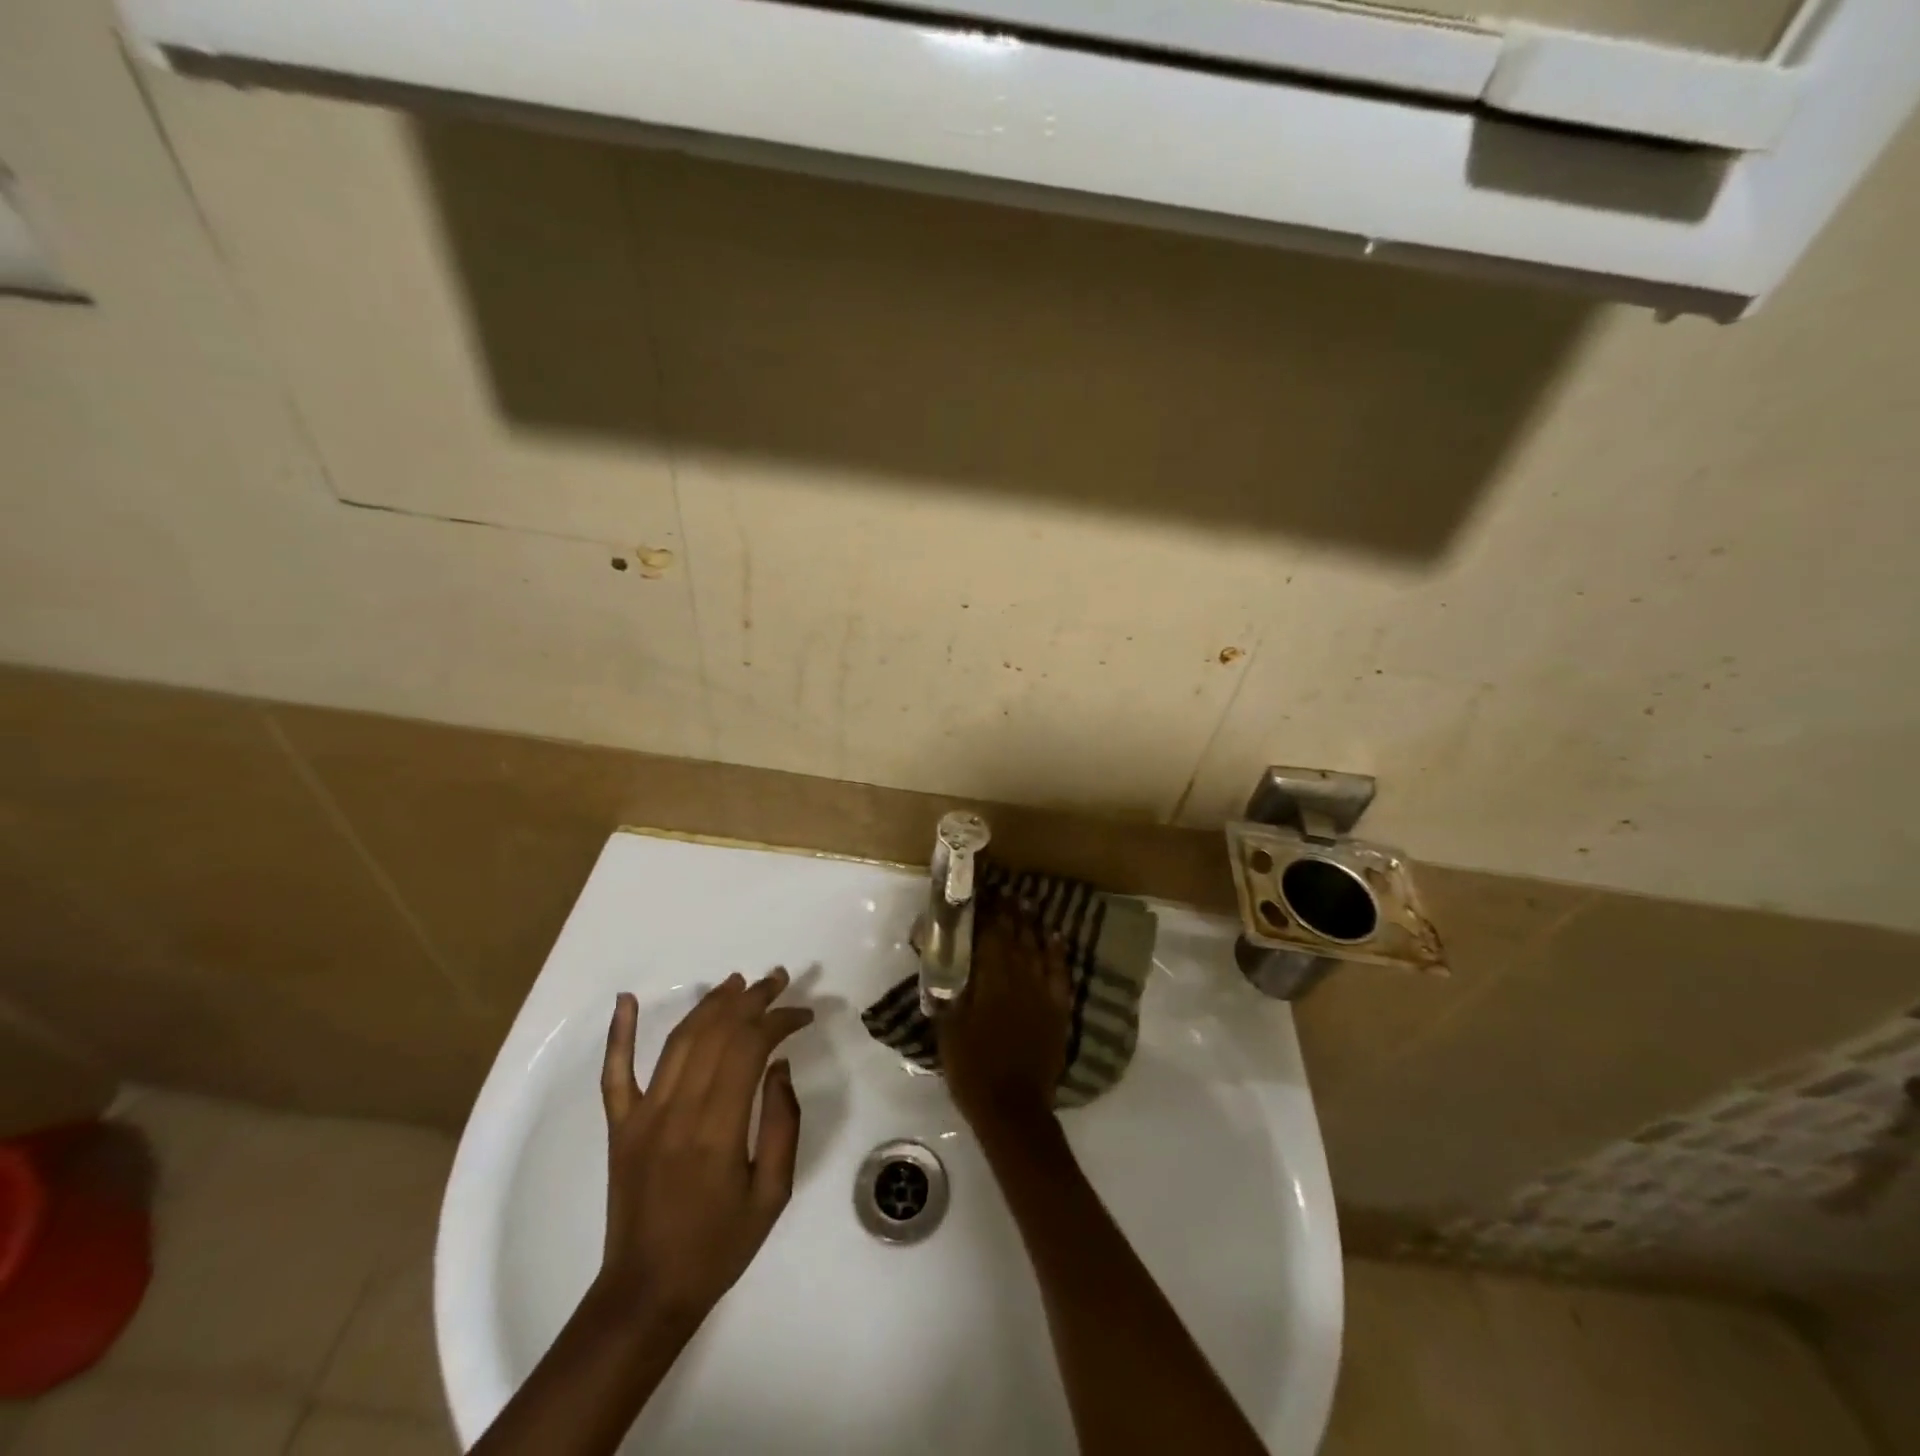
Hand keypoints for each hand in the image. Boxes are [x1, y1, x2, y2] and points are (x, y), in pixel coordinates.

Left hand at [596, 969, 813, 1329]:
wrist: (647, 1294)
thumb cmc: (719, 1246)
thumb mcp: (772, 1193)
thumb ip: (782, 1124)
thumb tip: (779, 1065)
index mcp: (717, 1130)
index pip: (750, 1048)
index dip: (779, 1020)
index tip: (803, 1013)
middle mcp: (677, 1111)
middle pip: (717, 1033)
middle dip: (752, 999)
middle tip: (778, 980)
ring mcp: (642, 1115)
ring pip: (679, 1040)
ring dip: (710, 1004)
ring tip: (738, 982)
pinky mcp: (620, 1126)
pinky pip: (615, 1072)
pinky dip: (618, 1033)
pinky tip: (625, 999)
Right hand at [937, 892, 1073, 1140]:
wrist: (1012, 1107)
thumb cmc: (972, 1068)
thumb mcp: (948, 1028)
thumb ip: (947, 992)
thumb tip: (941, 964)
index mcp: (990, 979)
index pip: (990, 934)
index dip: (987, 913)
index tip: (983, 895)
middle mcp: (1019, 977)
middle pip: (1015, 936)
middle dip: (1009, 913)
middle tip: (1005, 894)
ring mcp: (1042, 992)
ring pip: (1038, 948)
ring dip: (1031, 925)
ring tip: (1026, 905)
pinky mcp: (1058, 1009)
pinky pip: (1060, 972)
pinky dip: (1057, 952)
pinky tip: (1054, 937)